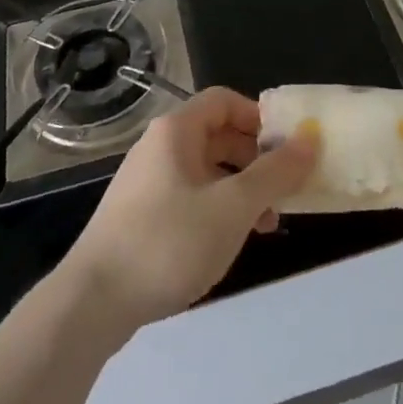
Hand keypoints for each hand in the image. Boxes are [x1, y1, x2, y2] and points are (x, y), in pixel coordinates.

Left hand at [63, 88, 316, 331]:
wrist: (92, 302)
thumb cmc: (168, 241)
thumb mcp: (233, 206)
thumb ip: (275, 172)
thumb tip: (311, 137)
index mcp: (177, 131)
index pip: (225, 100)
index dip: (259, 117)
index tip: (288, 147)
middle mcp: (159, 147)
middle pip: (217, 135)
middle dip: (256, 159)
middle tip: (284, 189)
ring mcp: (146, 182)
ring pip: (206, 171)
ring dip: (240, 189)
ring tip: (266, 225)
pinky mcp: (140, 216)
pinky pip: (189, 197)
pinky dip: (217, 209)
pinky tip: (230, 242)